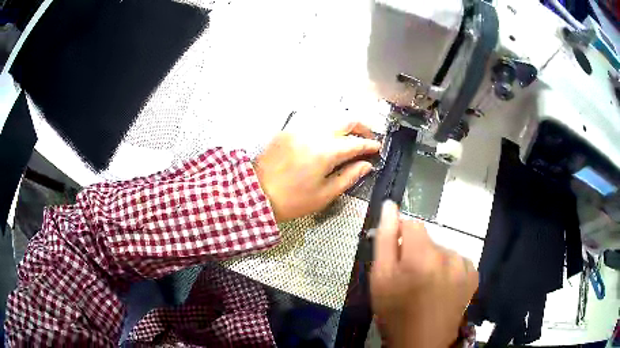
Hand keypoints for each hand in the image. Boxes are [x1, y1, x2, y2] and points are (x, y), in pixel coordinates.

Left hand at [254, 122, 380, 221]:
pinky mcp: (288, 130)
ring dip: (344, 125)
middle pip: (345, 120)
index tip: (377, 148)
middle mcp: (313, 133)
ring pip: (329, 117)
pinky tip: (328, 138)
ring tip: (350, 138)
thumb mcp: (325, 194)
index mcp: (325, 152)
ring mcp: (299, 129)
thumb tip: (366, 165)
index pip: (355, 142)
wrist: (257, 195)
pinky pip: (313, 122)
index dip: (370, 144)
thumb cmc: (293, 200)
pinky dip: (326, 127)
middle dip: (361, 127)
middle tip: (368, 139)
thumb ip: (349, 176)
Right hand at [370, 201, 478, 347]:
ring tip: (426, 285)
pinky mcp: (473, 275)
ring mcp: (464, 265)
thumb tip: (390, 206)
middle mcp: (448, 256)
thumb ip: (384, 240)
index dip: (400, 237)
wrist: (422, 342)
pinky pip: (457, 260)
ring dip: (434, 261)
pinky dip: (449, 268)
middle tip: (409, 279)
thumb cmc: (395, 312)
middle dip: (416, 252)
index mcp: (422, 256)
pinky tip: (442, 287)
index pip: (411, 224)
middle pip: (428, 239)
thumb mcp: (380, 278)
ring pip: (443, 249)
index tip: (396, 256)